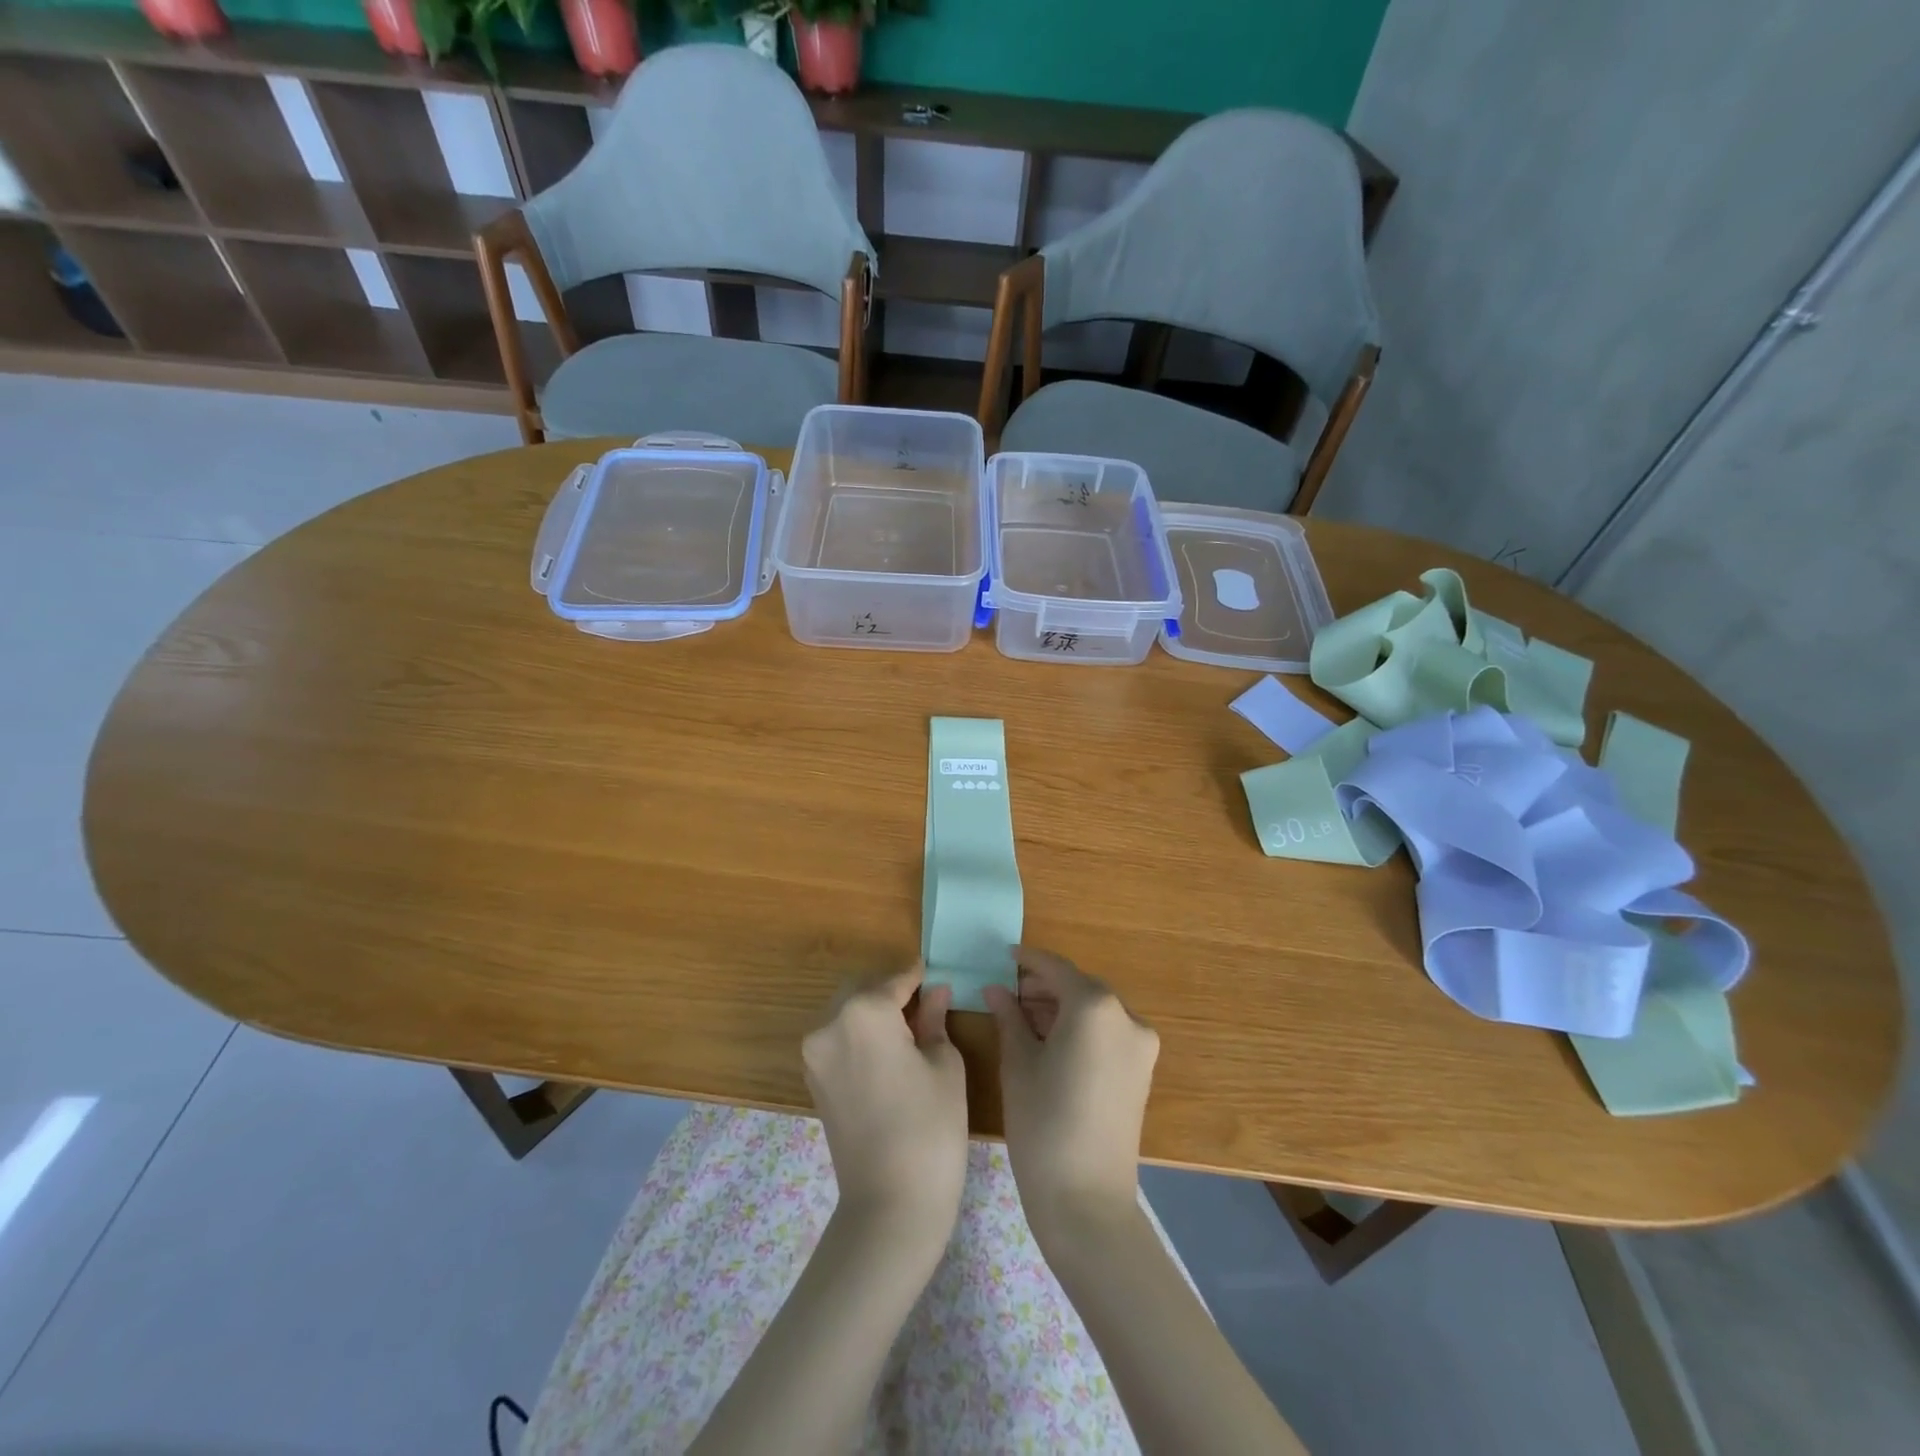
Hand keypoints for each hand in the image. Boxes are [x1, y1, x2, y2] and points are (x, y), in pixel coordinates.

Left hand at [802, 967, 968, 1241]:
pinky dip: (859, 1035)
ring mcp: (815, 1054)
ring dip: (873, 1012)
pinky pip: (837, 1039)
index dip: (919, 977)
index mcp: (863, 1012)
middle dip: (892, 991)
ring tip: (908, 1031)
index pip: (896, 980)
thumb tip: (936, 992)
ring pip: (846, 1012)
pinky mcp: (813, 1080)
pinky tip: (887, 1053)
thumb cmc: (930, 1127)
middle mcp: (829, 1024)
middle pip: (863, 989)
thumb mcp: (944, 1065)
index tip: (937, 972)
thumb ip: (934, 1019)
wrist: (890, 1205)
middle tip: (925, 1005)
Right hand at [983, 945, 1159, 1245]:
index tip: (1005, 956)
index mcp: (1095, 1006)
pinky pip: (1108, 1032)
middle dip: (1044, 987)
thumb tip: (996, 989)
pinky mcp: (1142, 1070)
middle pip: (1079, 987)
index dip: (1028, 961)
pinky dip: (1081, 1028)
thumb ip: (1009, 1016)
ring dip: (1062, 1007)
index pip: (1056, 969)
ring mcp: (1140, 1045)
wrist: (1086, 1200)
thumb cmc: (1042, 1123)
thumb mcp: (1018, 1063)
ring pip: (1095, 1010)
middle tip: (1007, 994)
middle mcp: (1126, 1016)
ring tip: (1023, 1018)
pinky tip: (1051, 1040)